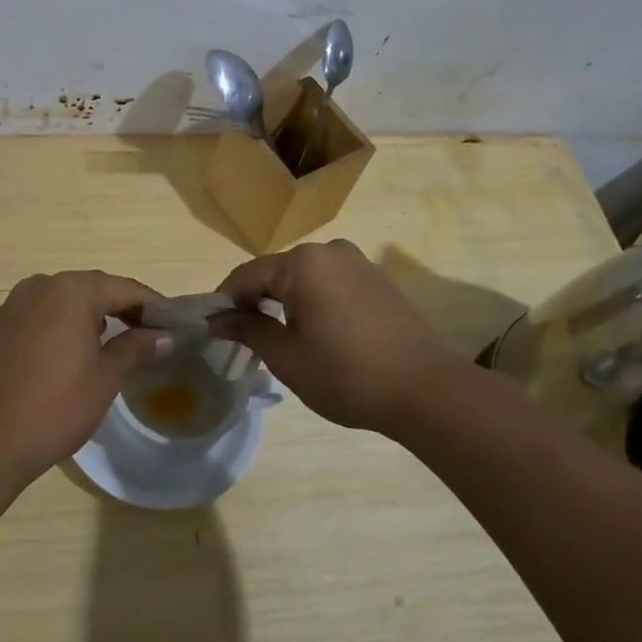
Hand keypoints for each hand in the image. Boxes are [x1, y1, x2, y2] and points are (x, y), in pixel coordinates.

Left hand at [0, 271, 171, 486]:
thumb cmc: (57, 406)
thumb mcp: (106, 376)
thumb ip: (137, 347)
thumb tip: (166, 335)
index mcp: (70, 290)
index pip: (123, 289)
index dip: (153, 305)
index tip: (175, 323)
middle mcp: (40, 286)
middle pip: (93, 289)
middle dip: (122, 308)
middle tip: (151, 332)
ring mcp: (13, 305)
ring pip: (64, 301)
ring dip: (92, 315)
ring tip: (116, 342)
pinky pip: (41, 315)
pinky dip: (63, 325)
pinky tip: (74, 350)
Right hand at [209, 240, 459, 435]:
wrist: (428, 391)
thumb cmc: (347, 374)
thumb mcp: (287, 357)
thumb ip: (248, 330)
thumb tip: (217, 319)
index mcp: (302, 263)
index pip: (246, 275)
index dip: (225, 301)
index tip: (213, 328)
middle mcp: (329, 251)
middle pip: (277, 272)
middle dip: (256, 300)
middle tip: (246, 337)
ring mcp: (359, 263)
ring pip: (306, 277)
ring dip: (287, 301)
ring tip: (282, 338)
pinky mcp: (379, 280)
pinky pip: (333, 283)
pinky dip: (316, 301)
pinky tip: (320, 333)